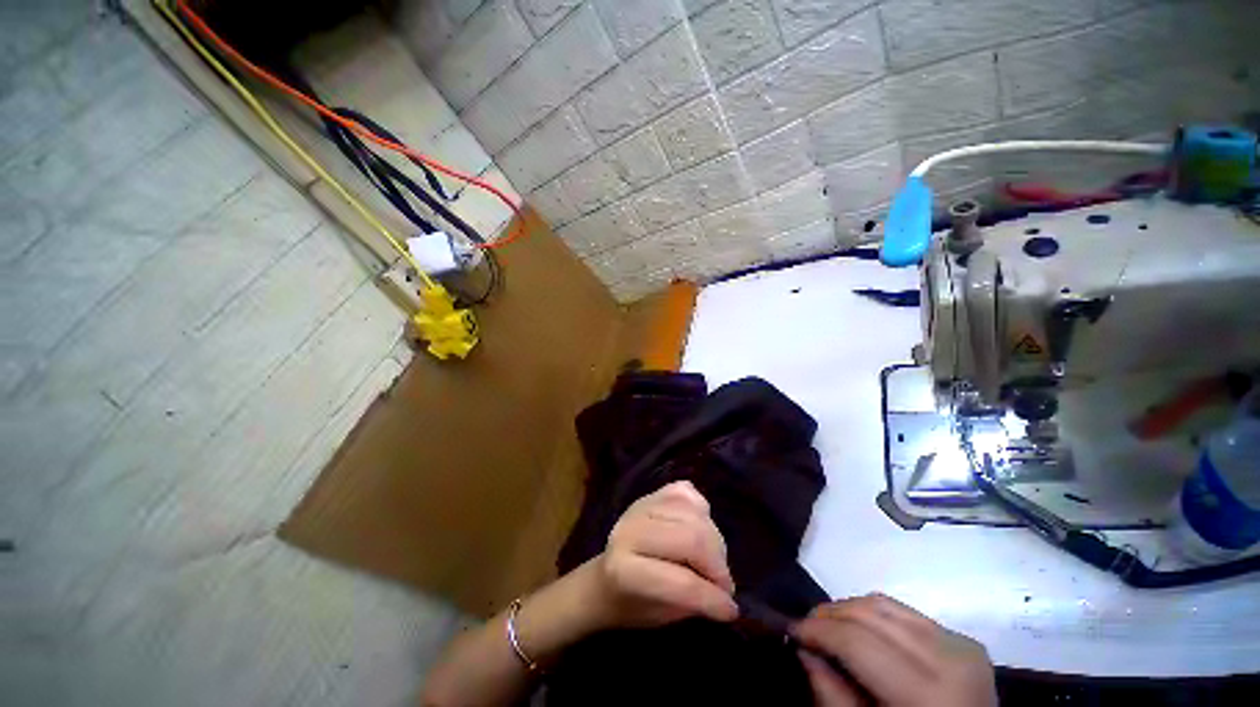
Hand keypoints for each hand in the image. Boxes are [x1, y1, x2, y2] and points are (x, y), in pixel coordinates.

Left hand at [587, 481, 737, 628]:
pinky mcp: (652, 492)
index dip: (712, 598)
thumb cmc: (632, 604)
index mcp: (625, 569)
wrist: (604, 577)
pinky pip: (687, 493)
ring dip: (714, 542)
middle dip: (717, 565)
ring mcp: (642, 504)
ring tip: (713, 562)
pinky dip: (702, 512)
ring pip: (695, 514)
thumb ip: (692, 603)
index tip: (731, 611)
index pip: (681, 582)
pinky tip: (700, 530)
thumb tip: (728, 600)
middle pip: (691, 538)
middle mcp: (632, 528)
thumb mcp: (659, 616)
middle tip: (724, 586)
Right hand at [793, 594, 995, 706]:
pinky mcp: (965, 640)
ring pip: (884, 603)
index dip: (818, 631)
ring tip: (828, 624)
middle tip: (806, 626)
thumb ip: (833, 696)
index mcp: (930, 696)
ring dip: (848, 609)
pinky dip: (874, 613)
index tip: (791, 630)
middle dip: (829, 615)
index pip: (858, 642)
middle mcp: (950, 659)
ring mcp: (962, 645)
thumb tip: (804, 650)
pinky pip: (904, 610)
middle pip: (870, 614)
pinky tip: (862, 629)